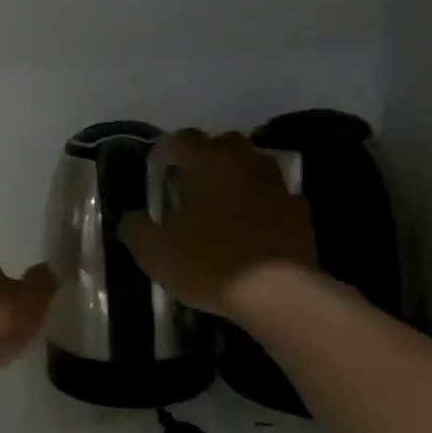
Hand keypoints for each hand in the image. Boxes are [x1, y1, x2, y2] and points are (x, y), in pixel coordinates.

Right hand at [119, 129, 317, 318]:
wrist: (278, 292)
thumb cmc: (209, 264)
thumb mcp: (155, 253)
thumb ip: (136, 229)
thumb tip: (131, 216)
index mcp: (208, 163)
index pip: (183, 139)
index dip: (167, 150)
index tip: (158, 168)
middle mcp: (245, 163)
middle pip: (224, 143)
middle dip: (206, 156)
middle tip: (191, 181)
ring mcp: (277, 185)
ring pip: (254, 166)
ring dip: (237, 177)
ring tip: (222, 203)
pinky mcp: (300, 211)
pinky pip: (275, 196)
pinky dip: (262, 203)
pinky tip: (252, 226)